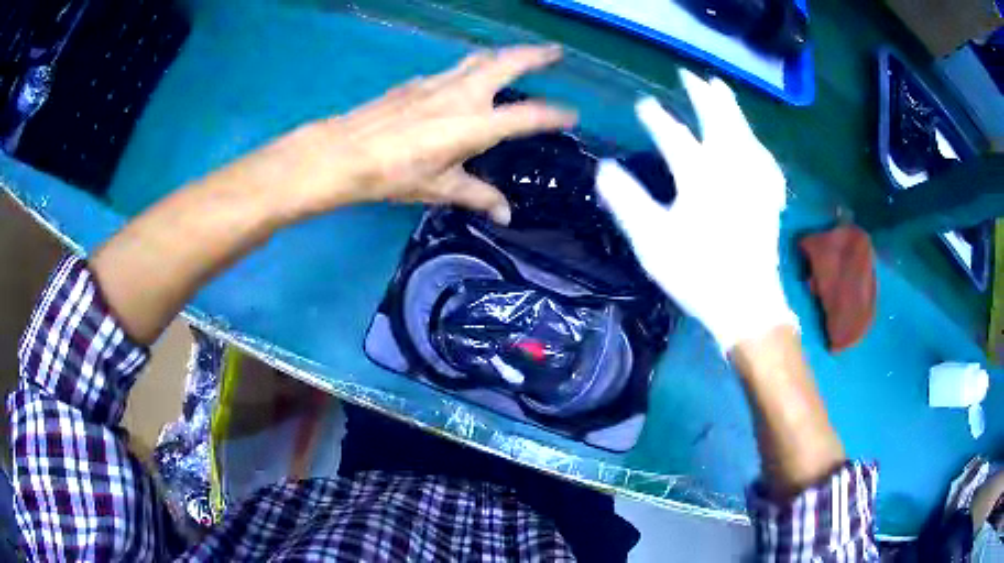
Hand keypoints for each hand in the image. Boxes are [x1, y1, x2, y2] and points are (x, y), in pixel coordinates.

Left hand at [287, 45, 576, 224]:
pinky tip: (467, 79)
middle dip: (536, 55)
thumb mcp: (440, 188)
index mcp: (476, 124)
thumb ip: (477, 196)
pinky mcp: (418, 82)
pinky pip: (454, 69)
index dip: (555, 115)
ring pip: (480, 58)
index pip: (528, 116)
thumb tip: (505, 215)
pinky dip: (472, 67)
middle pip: (507, 63)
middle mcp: (463, 94)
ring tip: (519, 56)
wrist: (345, 152)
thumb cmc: (394, 174)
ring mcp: (439, 82)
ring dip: (505, 54)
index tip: (572, 115)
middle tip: (555, 52)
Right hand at [596, 70, 795, 351]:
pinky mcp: (769, 197)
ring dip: (731, 108)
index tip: (643, 105)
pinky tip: (754, 141)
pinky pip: (764, 158)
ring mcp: (754, 181)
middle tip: (691, 76)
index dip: (656, 118)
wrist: (746, 305)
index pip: (672, 135)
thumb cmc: (696, 273)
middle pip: (718, 120)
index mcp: (699, 176)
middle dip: (703, 95)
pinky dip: (756, 142)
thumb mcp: (652, 241)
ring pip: (744, 132)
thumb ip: (627, 201)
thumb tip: (604, 168)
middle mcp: (730, 168)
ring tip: (722, 90)